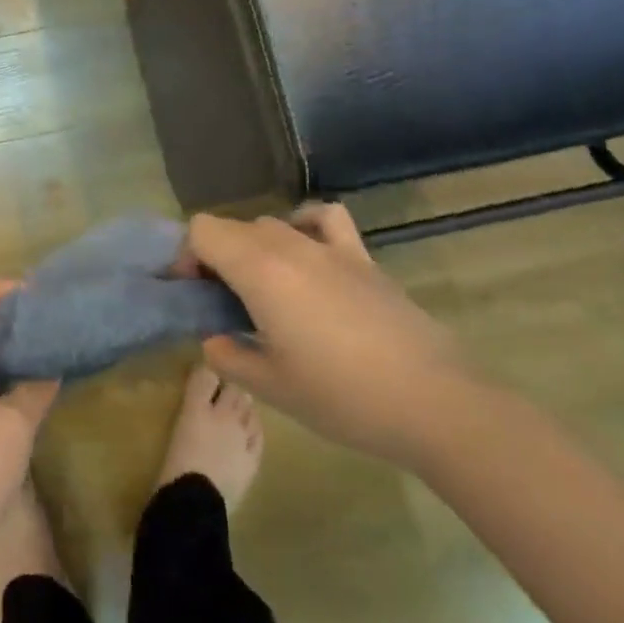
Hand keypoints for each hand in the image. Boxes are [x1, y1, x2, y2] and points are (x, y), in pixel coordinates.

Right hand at [185, 206, 472, 464]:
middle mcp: (289, 245)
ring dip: (254, 248)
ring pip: (272, 224)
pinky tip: (307, 255)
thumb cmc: (343, 397)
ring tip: (263, 289)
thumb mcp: (270, 387)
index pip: (202, 231)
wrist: (436, 404)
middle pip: (233, 227)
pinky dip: (305, 225)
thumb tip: (215, 338)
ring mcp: (330, 247)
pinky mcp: (363, 258)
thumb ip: (228, 356)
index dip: (187, 256)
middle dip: (216, 257)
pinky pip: (324, 218)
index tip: (194, 294)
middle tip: (223, 304)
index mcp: (259, 270)